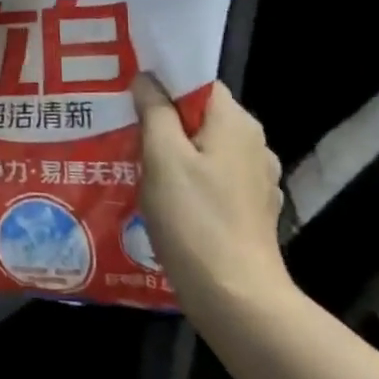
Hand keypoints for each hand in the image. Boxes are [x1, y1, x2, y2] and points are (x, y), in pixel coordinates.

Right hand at [132, 76, 293, 324]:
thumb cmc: (195, 220)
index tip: (128, 94)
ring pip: (205, 148)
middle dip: (163, 119)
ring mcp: (256, 179)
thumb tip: (147, 79)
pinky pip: (213, 178)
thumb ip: (154, 111)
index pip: (197, 82)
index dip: (163, 82)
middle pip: (200, 115)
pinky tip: (164, 197)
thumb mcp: (162, 157)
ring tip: (135, 162)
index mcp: (235, 122)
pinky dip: (189, 179)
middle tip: (122, 127)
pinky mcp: (251, 209)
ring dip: (174, 151)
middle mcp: (254, 144)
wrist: (236, 299)